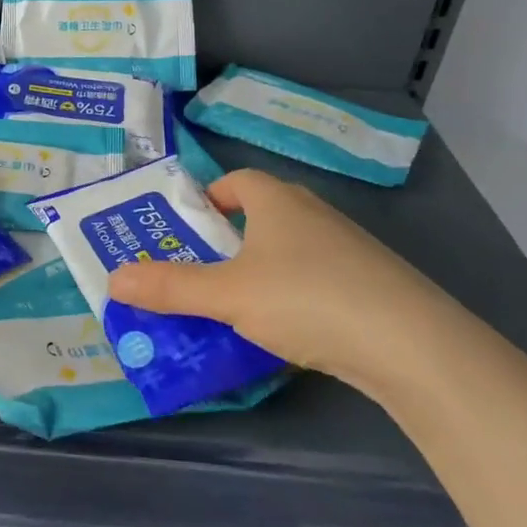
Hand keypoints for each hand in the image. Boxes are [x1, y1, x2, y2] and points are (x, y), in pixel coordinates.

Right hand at [105, 169, 461, 378]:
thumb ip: (170, 288)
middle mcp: (314, 214)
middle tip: (199, 270)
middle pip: (262, 214)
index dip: (210, 198)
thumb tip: (113, 280)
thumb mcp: (227, 295)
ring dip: (262, 270)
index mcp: (278, 201)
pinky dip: (295, 296)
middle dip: (229, 239)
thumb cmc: (306, 298)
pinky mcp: (372, 286)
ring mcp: (349, 250)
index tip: (189, 228)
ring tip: (235, 305)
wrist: (412, 345)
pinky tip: (288, 331)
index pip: (237, 181)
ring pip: (291, 250)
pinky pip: (318, 279)